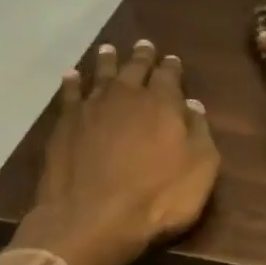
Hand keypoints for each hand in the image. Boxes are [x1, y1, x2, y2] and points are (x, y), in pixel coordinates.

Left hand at [11, 39, 218, 264]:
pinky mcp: (65, 125)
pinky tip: (73, 76)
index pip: (169, 76)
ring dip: (107, 62)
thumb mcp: (200, 170)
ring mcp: (91, 108)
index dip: (172, 67)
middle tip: (144, 46)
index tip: (173, 59)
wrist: (93, 218)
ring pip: (101, 75)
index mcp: (163, 104)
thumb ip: (199, 134)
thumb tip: (194, 106)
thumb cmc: (158, 198)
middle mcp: (126, 96)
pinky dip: (73, 83)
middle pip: (134, 68)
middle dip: (142, 57)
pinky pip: (70, 94)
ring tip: (109, 50)